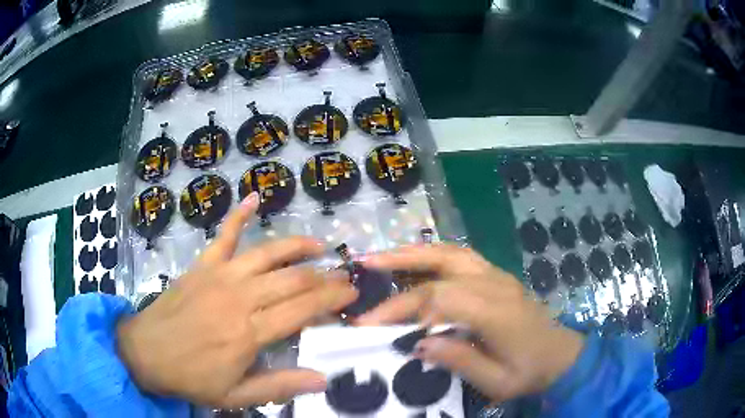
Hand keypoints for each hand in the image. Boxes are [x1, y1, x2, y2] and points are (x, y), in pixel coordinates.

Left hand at [116, 193, 357, 407]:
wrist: (145, 352)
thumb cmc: (191, 377)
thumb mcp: (235, 396)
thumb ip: (278, 387)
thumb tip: (322, 379)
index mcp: (249, 333)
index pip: (302, 310)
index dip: (331, 299)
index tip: (352, 292)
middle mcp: (239, 298)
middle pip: (292, 280)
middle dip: (324, 276)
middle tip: (345, 274)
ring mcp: (219, 276)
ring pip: (267, 254)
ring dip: (297, 246)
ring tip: (320, 245)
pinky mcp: (202, 266)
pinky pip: (223, 235)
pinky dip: (238, 215)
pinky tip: (254, 198)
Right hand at [356, 244, 583, 402]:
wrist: (562, 355)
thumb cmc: (529, 372)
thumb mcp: (497, 381)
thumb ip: (460, 361)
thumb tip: (418, 343)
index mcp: (496, 311)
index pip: (439, 299)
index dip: (401, 308)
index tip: (369, 324)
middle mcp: (495, 284)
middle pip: (440, 265)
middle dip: (398, 263)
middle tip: (363, 263)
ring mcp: (498, 275)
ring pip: (450, 252)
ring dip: (414, 251)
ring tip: (382, 256)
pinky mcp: (497, 276)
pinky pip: (461, 256)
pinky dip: (434, 253)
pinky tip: (416, 260)